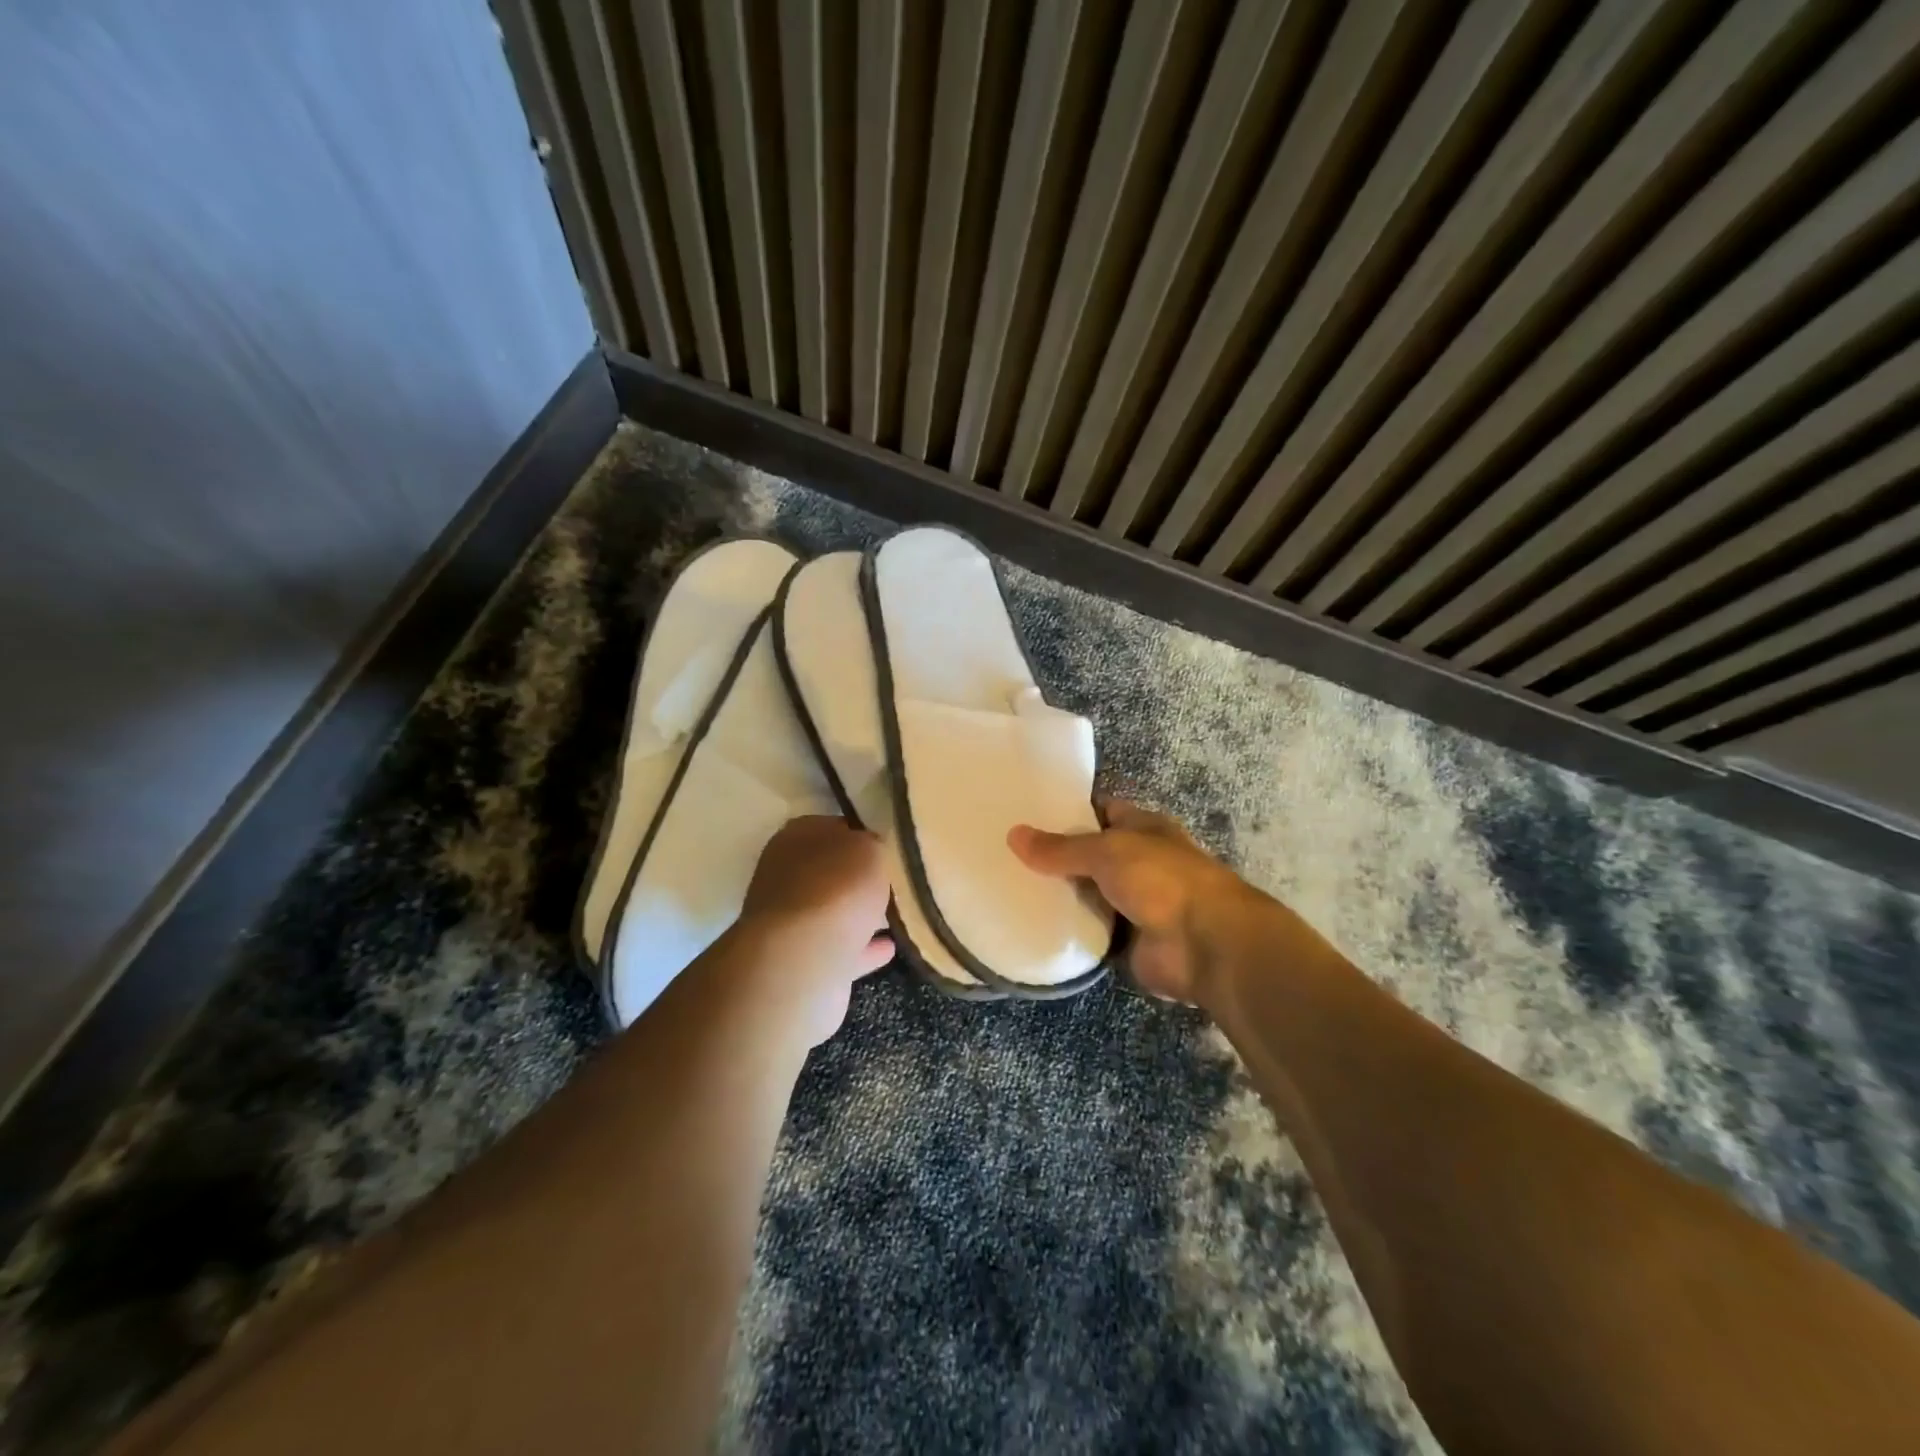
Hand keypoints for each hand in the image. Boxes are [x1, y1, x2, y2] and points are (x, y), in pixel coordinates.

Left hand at [738, 816, 893, 1042]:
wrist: (803, 961)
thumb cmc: (836, 890)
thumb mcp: (868, 848)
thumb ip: (872, 845)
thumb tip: (872, 852)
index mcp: (796, 838)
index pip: (834, 827)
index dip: (863, 834)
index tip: (890, 845)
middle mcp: (786, 876)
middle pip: (832, 871)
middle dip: (860, 877)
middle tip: (897, 879)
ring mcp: (792, 922)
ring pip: (835, 911)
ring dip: (861, 913)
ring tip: (898, 913)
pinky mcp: (803, 960)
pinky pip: (842, 948)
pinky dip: (864, 947)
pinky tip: (890, 946)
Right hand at [1008, 800, 1252, 1002]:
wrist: (1205, 945)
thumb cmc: (1162, 879)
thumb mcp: (1107, 851)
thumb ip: (1061, 848)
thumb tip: (1014, 835)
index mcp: (1142, 828)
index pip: (1100, 811)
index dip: (1068, 810)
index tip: (1026, 813)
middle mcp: (1139, 862)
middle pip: (1090, 855)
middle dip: (1056, 856)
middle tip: (1006, 854)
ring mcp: (1134, 903)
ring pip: (1088, 894)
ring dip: (1060, 895)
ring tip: (1009, 887)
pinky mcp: (1126, 942)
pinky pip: (1090, 931)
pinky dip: (1068, 930)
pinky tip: (1031, 924)